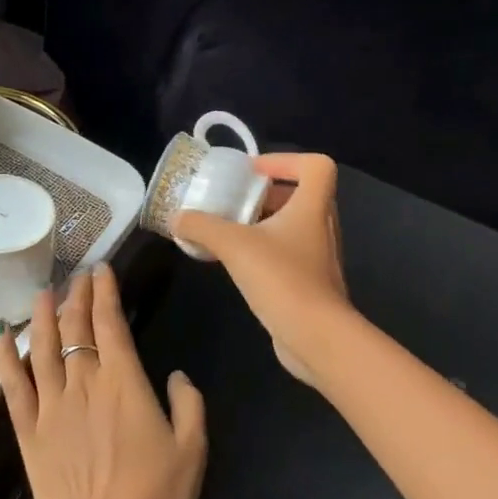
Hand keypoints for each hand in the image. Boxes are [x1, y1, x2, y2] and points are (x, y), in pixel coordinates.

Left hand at [0, 263, 206, 498]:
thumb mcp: (192, 451)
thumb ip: (189, 405)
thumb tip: (178, 376)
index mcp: (123, 382)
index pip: (110, 322)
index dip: (106, 292)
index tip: (102, 270)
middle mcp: (83, 383)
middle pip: (76, 328)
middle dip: (78, 296)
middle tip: (79, 276)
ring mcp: (51, 408)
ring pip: (43, 348)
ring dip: (43, 317)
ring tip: (43, 293)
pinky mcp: (29, 434)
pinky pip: (13, 387)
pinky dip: (6, 359)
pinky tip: (2, 337)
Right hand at [172, 153, 347, 384]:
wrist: (316, 337)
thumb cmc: (282, 278)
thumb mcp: (234, 245)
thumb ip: (202, 226)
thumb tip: (176, 217)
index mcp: (313, 206)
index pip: (316, 166)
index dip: (286, 161)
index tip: (253, 172)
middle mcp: (321, 226)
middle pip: (300, 195)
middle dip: (265, 194)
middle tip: (234, 200)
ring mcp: (318, 256)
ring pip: (292, 226)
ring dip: (262, 223)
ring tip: (228, 229)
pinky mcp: (310, 282)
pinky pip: (287, 253)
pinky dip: (264, 249)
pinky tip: (236, 263)